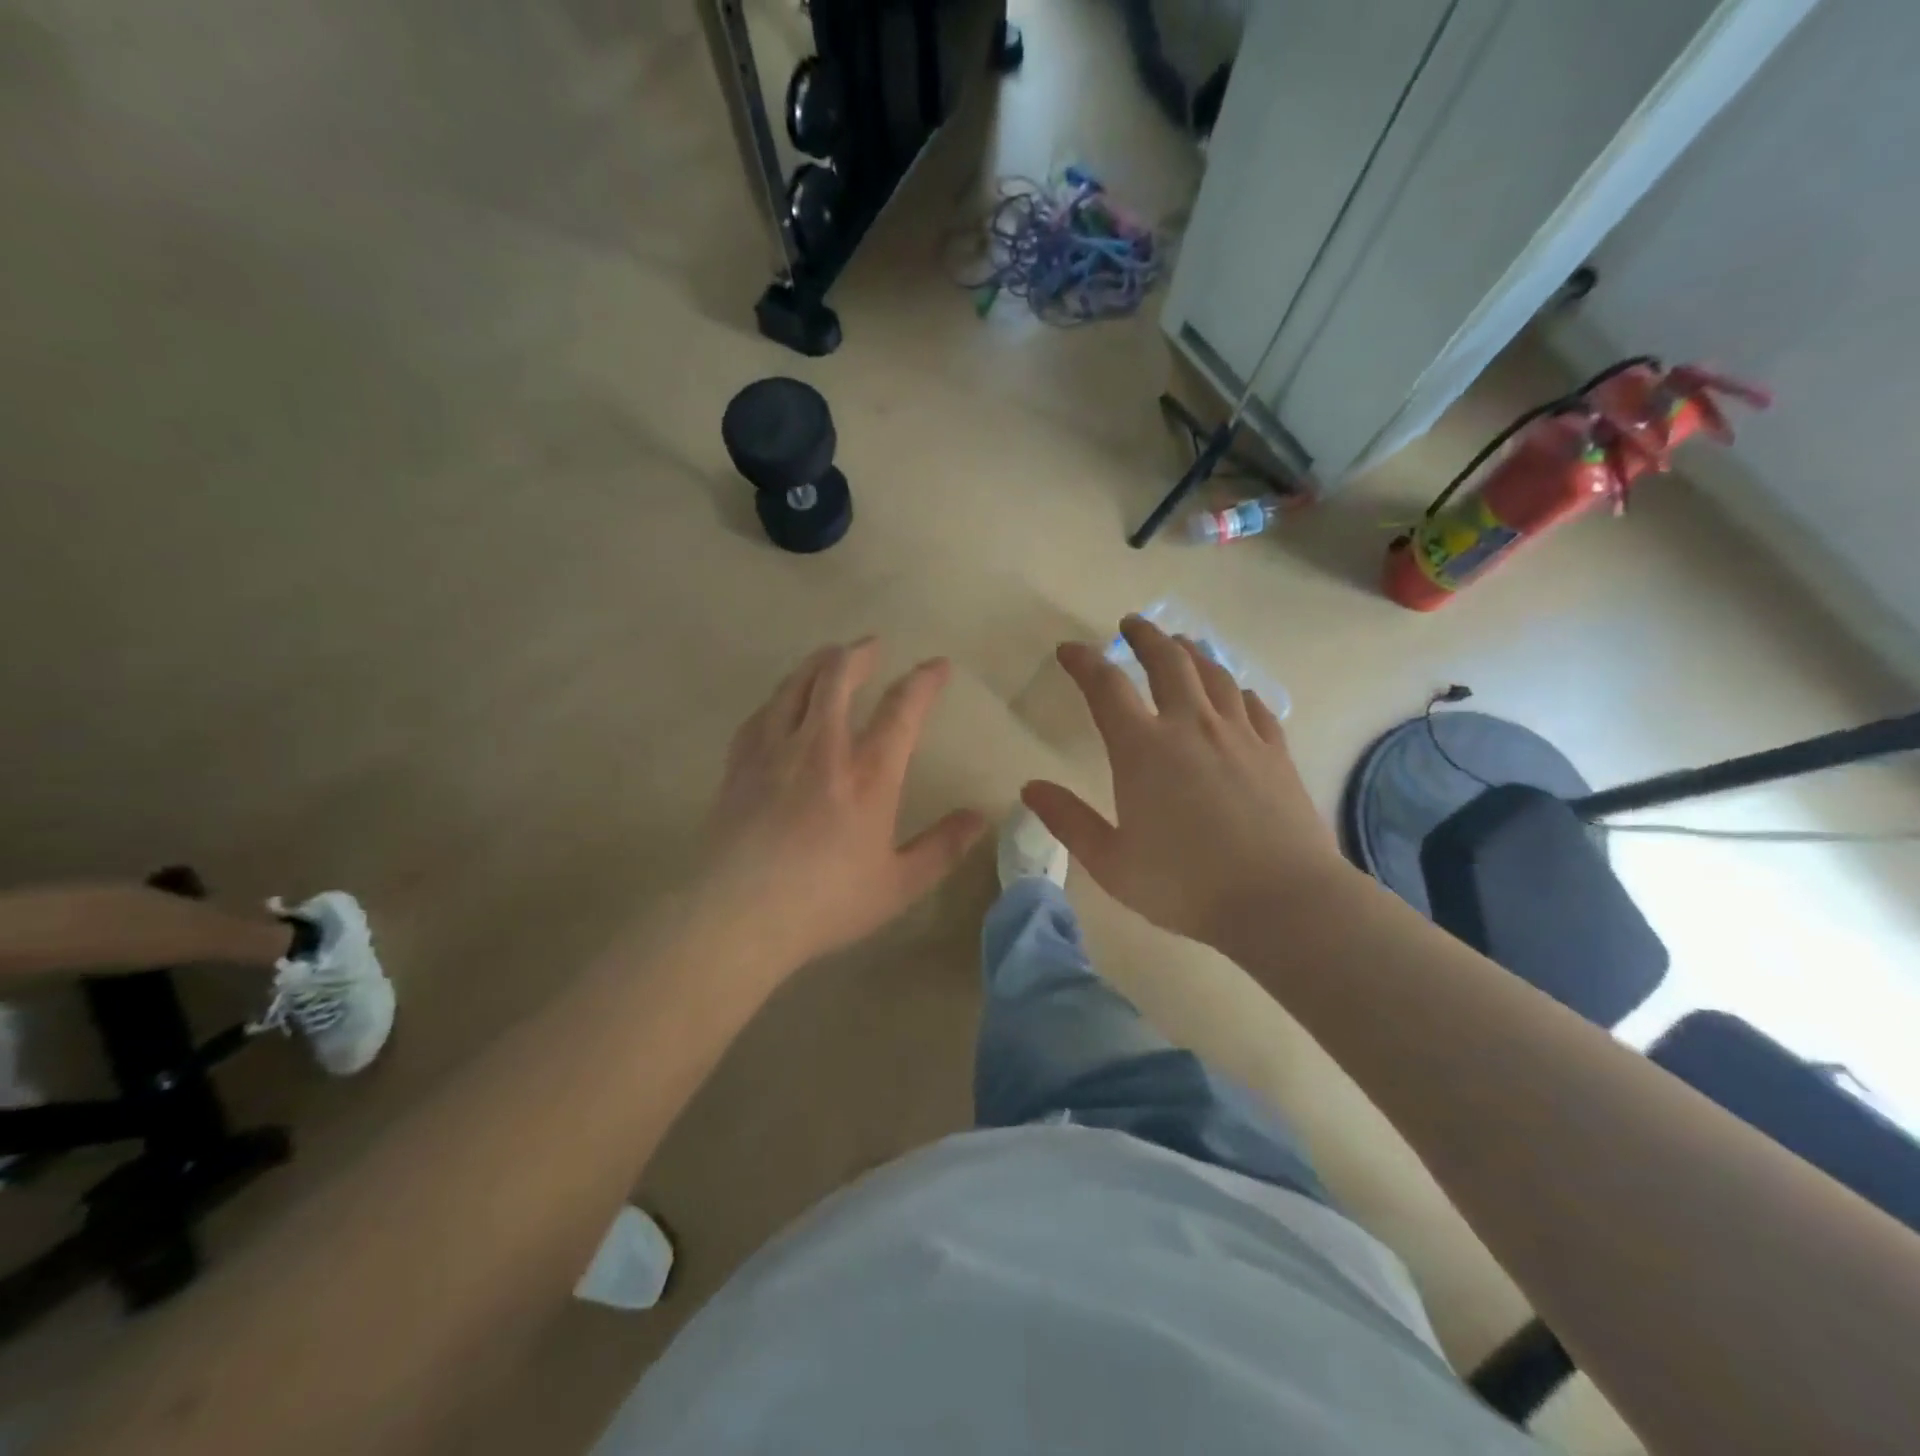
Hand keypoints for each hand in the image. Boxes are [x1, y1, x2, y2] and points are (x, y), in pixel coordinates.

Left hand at [699, 638, 986, 973]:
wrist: (737, 915)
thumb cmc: (826, 902)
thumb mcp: (898, 885)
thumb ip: (942, 847)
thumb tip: (979, 817)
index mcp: (868, 774)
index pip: (903, 709)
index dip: (924, 681)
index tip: (938, 665)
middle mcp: (821, 747)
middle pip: (838, 676)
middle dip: (859, 653)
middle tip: (872, 646)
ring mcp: (775, 750)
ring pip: (796, 685)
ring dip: (817, 664)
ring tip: (829, 657)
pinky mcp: (740, 764)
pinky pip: (761, 713)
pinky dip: (779, 698)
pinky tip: (781, 702)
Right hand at [1022, 616, 1345, 949]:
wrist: (1281, 901)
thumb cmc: (1185, 886)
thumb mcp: (1111, 862)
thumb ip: (1068, 821)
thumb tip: (1029, 788)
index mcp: (1142, 749)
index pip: (1106, 687)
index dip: (1084, 662)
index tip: (1069, 651)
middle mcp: (1190, 727)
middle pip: (1167, 662)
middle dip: (1145, 637)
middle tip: (1132, 624)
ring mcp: (1238, 735)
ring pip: (1213, 675)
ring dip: (1191, 653)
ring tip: (1180, 644)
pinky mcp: (1274, 752)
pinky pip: (1253, 705)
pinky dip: (1235, 690)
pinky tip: (1234, 692)